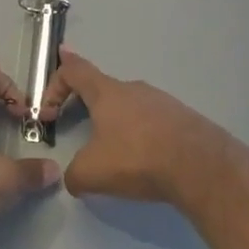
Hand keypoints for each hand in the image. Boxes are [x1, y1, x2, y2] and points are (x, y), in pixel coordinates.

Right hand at [40, 48, 224, 204]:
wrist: (200, 166)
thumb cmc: (137, 158)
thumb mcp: (92, 172)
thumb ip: (73, 174)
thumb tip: (73, 179)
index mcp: (107, 92)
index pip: (75, 70)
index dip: (55, 82)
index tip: (47, 107)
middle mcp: (133, 88)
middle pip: (102, 88)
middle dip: (86, 107)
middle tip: (79, 131)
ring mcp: (161, 101)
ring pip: (129, 106)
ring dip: (116, 123)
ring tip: (115, 154)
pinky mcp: (182, 118)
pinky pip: (152, 121)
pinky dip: (141, 135)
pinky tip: (146, 161)